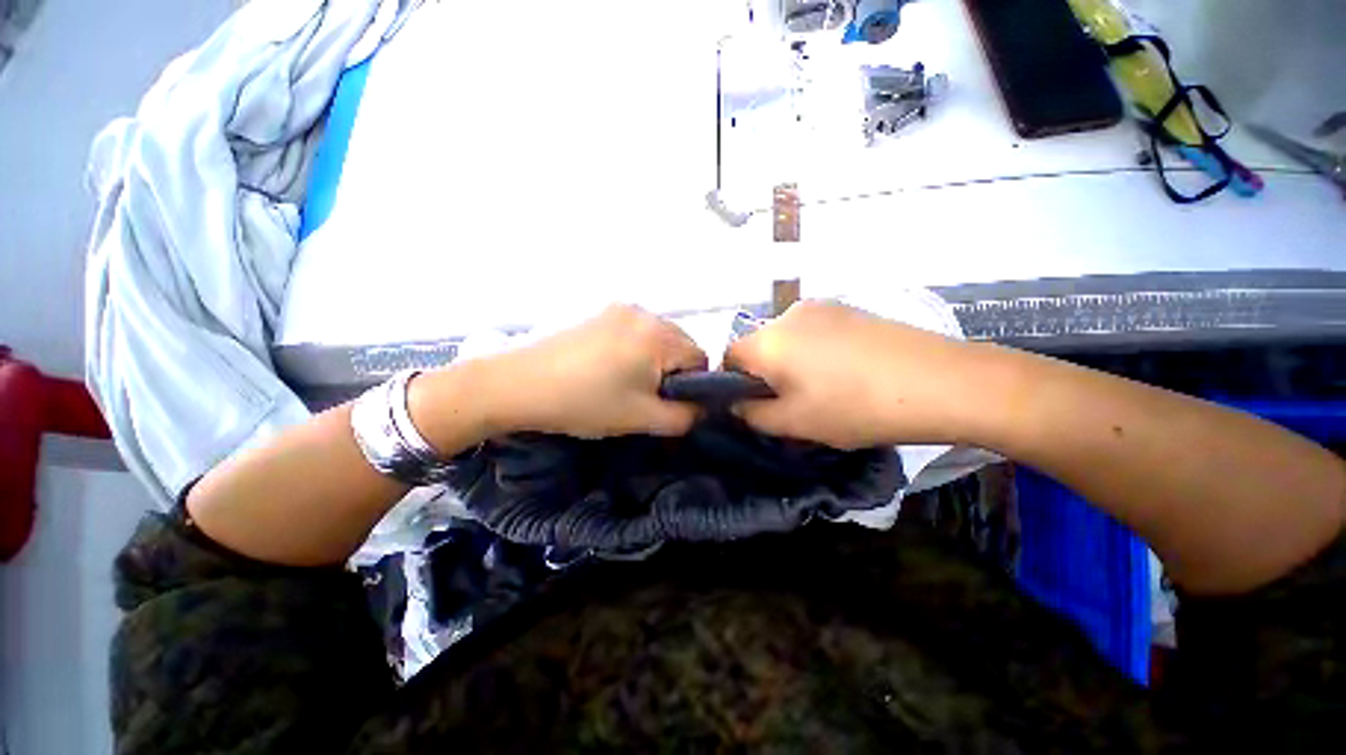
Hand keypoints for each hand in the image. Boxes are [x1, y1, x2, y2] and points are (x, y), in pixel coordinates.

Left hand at [483, 304, 707, 438]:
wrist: (519, 385)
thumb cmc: (585, 403)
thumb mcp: (643, 419)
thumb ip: (686, 416)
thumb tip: (703, 408)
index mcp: (659, 335)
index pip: (701, 359)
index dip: (693, 386)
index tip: (669, 404)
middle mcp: (645, 312)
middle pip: (681, 344)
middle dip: (674, 372)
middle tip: (646, 396)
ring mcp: (620, 309)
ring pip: (658, 338)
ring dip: (655, 360)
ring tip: (626, 382)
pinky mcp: (601, 313)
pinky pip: (636, 331)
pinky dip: (636, 349)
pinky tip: (611, 367)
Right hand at [723, 300, 978, 448]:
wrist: (942, 382)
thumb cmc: (856, 407)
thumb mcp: (795, 423)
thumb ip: (752, 415)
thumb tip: (737, 405)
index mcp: (768, 340)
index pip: (729, 357)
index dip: (734, 384)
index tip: (757, 406)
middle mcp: (788, 314)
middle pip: (759, 347)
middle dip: (766, 375)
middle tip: (794, 404)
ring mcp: (822, 307)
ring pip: (787, 340)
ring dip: (792, 364)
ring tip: (825, 389)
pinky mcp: (850, 308)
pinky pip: (814, 332)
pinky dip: (816, 352)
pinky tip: (847, 372)